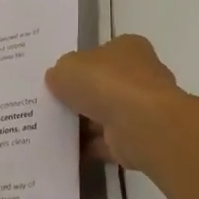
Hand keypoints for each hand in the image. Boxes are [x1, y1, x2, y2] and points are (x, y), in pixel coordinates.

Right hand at [45, 34, 185, 170]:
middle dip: (83, 96)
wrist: (140, 124)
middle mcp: (141, 74)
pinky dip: (92, 146)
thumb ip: (60, 72)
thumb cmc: (105, 83)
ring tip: (55, 130)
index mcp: (129, 48)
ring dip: (86, 124)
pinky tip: (68, 150)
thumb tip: (58, 80)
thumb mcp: (67, 68)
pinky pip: (109, 141)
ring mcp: (143, 108)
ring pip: (107, 114)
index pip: (103, 53)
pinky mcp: (140, 137)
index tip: (61, 80)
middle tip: (55, 105)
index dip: (81, 65)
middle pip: (106, 84)